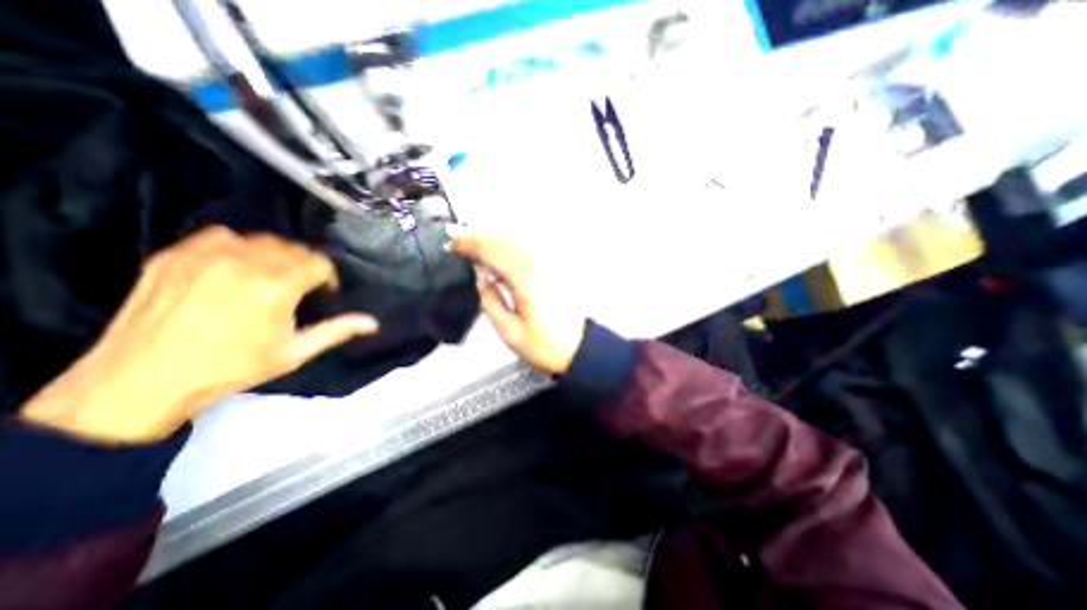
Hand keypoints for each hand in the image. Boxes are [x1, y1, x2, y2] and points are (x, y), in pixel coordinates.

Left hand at [17, 224, 378, 442]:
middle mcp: (245, 264)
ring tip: (271, 276)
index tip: (324, 292)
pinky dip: (238, 246)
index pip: (318, 263)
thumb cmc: (232, 369)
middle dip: (306, 265)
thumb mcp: (294, 353)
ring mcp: (206, 257)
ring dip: (276, 254)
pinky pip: (222, 236)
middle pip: (293, 248)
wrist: (142, 381)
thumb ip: (336, 331)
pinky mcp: (174, 255)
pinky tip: (237, 265)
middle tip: (301, 287)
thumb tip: (373, 322)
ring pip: (261, 239)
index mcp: (276, 288)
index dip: (328, 277)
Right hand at [448, 228, 584, 376]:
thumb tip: (481, 277)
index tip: (451, 244)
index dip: (468, 244)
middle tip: (457, 237)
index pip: (492, 251)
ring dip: (493, 236)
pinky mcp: (555, 270)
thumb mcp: (509, 331)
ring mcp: (550, 265)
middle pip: (504, 239)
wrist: (578, 349)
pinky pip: (527, 248)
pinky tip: (499, 251)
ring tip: (473, 239)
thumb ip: (490, 300)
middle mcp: (539, 266)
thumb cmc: (546, 345)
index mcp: (526, 280)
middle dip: (478, 235)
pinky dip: (509, 244)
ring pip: (516, 240)